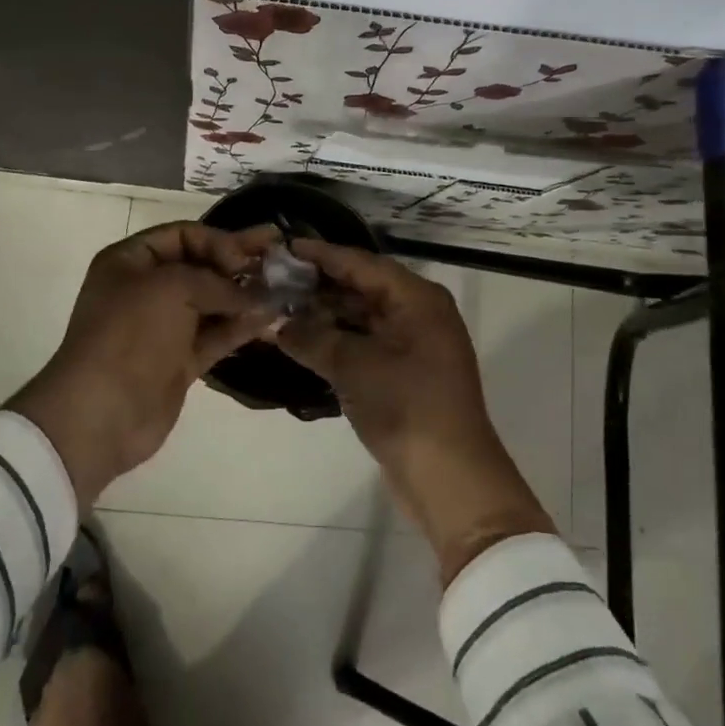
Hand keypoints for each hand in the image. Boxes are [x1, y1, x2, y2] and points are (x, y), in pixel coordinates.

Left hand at [8, 221, 278, 505]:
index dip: (217, 240)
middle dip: (239, 262)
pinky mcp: (180, 360)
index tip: (246, 257)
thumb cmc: (130, 334)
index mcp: (130, 261)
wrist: (102, 412)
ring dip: (245, 295)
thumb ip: (217, 282)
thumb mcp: (172, 288)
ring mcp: (164, 326)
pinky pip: (216, 334)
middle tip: (280, 254)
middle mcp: (147, 288)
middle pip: (201, 266)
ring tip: (284, 288)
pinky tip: (271, 317)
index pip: (183, 236)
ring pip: (212, 301)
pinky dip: (241, 325)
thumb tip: (255, 295)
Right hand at [277, 241, 553, 583]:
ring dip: (326, 313)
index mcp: (417, 298)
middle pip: (363, 287)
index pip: (362, 263)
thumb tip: (276, 323)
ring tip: (281, 306)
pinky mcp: (405, 372)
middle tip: (275, 278)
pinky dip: (337, 339)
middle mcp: (419, 313)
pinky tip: (304, 339)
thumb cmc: (406, 406)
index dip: (322, 254)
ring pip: (363, 316)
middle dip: (320, 284)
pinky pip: (366, 342)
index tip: (284, 247)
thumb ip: (312, 338)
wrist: (449, 478)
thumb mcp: (353, 366)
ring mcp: (414, 344)